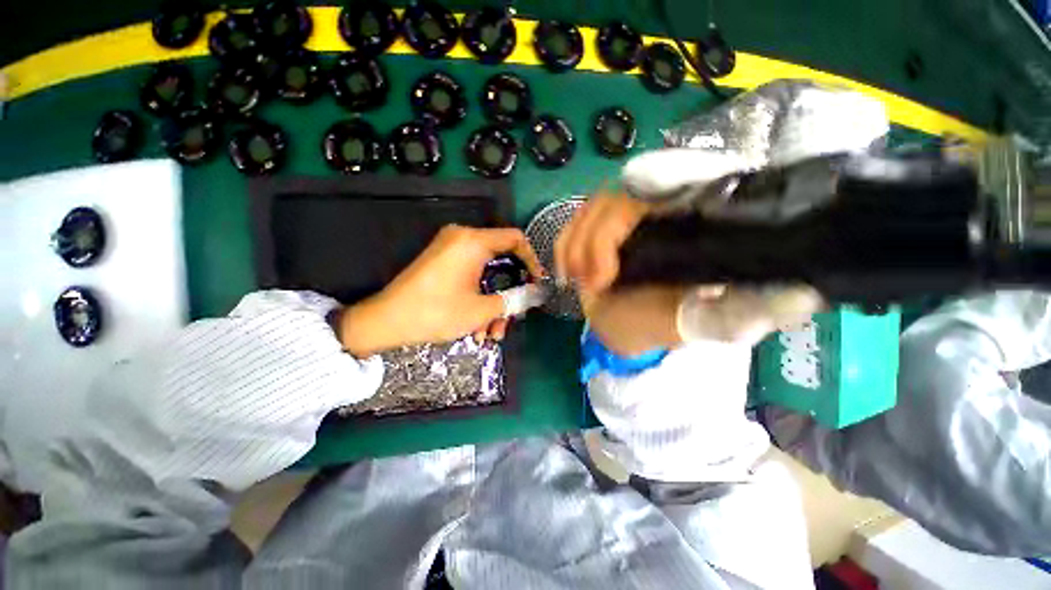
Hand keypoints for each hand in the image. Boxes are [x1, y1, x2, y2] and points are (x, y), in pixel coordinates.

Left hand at [339, 225, 543, 356]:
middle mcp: (463, 239)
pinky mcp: (443, 262)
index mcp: (473, 241)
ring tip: (490, 334)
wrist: (386, 321)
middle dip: (509, 293)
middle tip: (513, 316)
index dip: (532, 260)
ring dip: (493, 303)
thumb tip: (536, 293)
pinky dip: (478, 298)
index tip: (537, 283)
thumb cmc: (437, 312)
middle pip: (501, 261)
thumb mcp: (482, 310)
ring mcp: (451, 250)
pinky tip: (476, 327)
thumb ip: (514, 299)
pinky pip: (471, 276)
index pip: (515, 239)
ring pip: (485, 274)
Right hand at [557, 193, 822, 354]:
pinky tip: (568, 272)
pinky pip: (573, 223)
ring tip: (584, 283)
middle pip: (625, 192)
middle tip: (596, 283)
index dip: (666, 173)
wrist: (624, 332)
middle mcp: (659, 210)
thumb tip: (805, 294)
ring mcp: (623, 218)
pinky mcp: (596, 230)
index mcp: (696, 222)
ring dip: (579, 246)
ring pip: (594, 205)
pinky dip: (565, 247)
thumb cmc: (664, 326)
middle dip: (600, 239)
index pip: (690, 174)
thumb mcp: (708, 325)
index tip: (637, 194)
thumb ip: (748, 314)